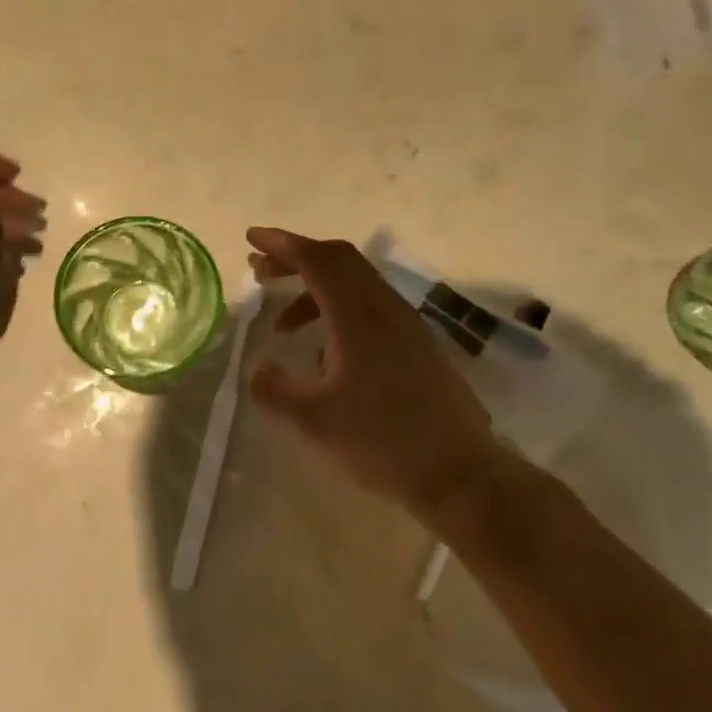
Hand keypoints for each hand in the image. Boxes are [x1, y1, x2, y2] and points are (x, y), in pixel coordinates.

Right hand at [246, 227, 506, 519]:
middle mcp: (384, 308)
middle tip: (261, 270)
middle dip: (296, 258)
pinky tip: (324, 354)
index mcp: (357, 316)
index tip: (251, 238)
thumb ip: (275, 389)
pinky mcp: (417, 346)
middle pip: (339, 261)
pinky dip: (337, 311)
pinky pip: (370, 308)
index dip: (282, 244)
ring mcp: (406, 325)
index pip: (317, 260)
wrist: (459, 473)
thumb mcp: (313, 420)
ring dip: (315, 289)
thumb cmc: (381, 441)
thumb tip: (257, 368)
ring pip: (355, 284)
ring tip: (282, 324)